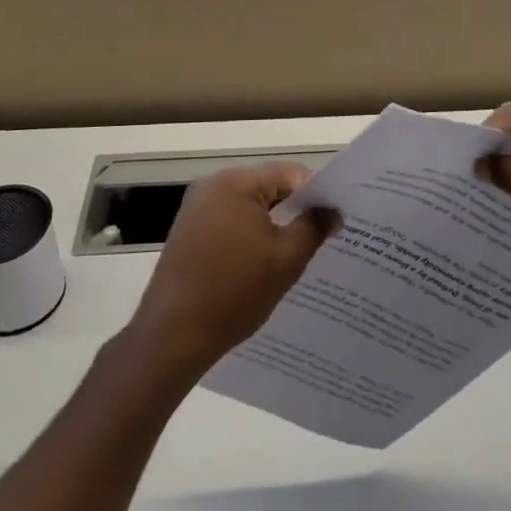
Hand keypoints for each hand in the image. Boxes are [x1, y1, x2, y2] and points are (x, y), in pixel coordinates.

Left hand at [125, 164, 338, 381]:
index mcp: (236, 182)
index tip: (337, 218)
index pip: (290, 174)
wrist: (173, 336)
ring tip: (298, 253)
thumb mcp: (286, 259)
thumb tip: (332, 211)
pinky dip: (250, 237)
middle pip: (268, 187)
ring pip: (249, 207)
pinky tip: (264, 265)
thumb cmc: (234, 291)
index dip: (318, 194)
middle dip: (295, 210)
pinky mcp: (188, 233)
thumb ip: (314, 227)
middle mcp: (212, 186)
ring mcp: (196, 209)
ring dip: (273, 226)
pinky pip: (230, 223)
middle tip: (324, 236)